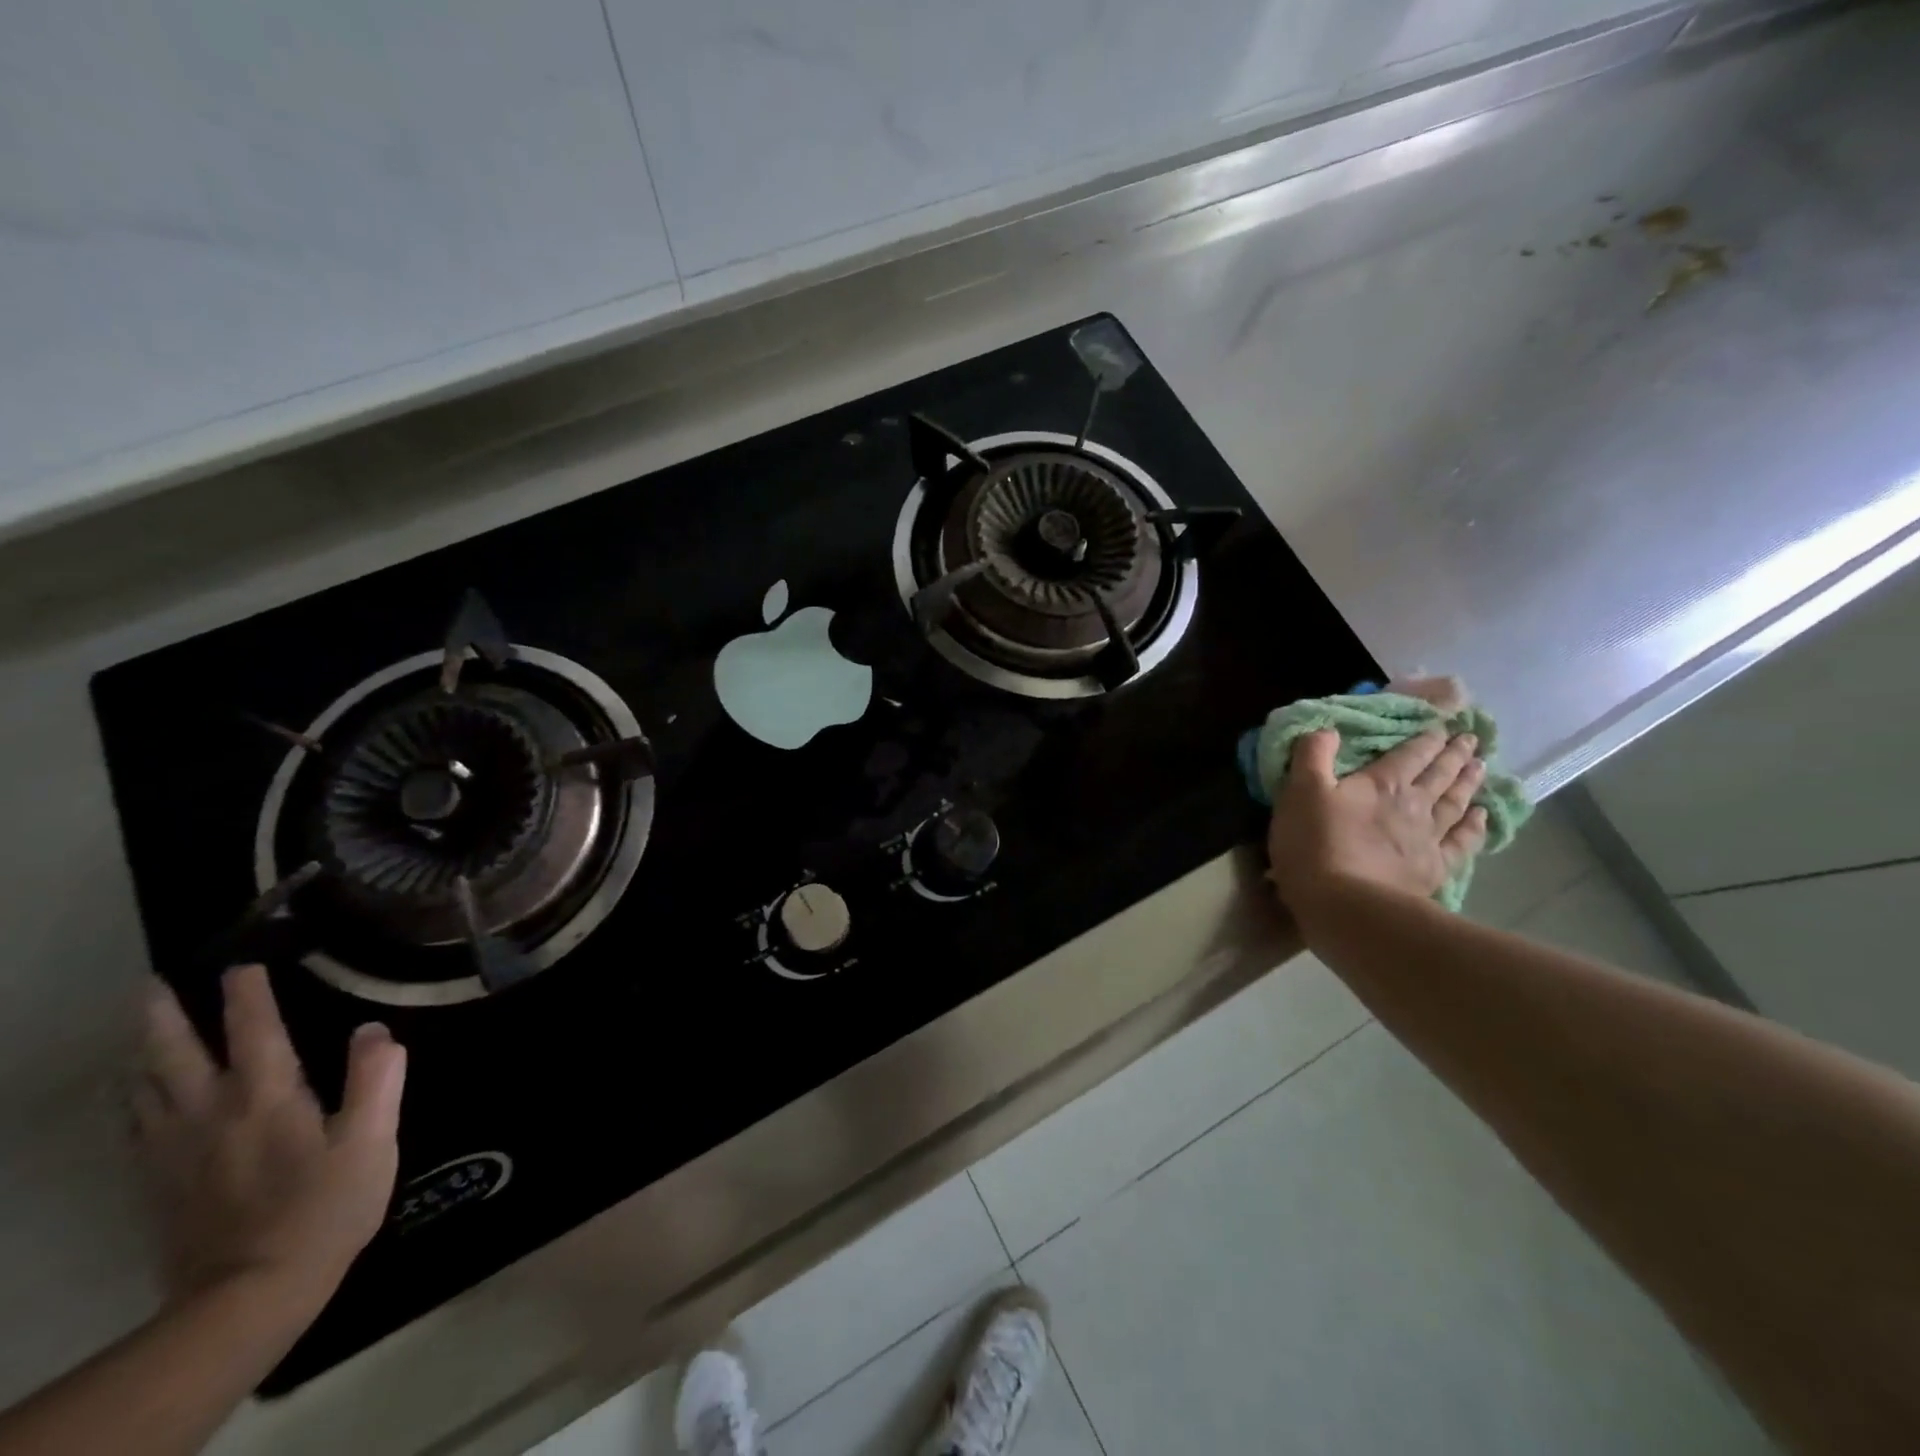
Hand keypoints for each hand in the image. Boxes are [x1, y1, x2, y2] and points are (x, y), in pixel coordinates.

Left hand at [130, 965, 406, 1316]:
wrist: (249, 1296)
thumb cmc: (325, 1209)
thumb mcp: (372, 1141)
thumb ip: (376, 1079)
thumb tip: (373, 1029)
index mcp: (266, 1098)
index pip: (255, 1031)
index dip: (248, 995)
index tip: (242, 964)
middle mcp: (209, 1115)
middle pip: (173, 1056)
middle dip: (163, 1017)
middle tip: (150, 985)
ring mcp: (173, 1153)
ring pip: (143, 1091)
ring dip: (141, 1056)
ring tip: (141, 1034)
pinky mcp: (157, 1187)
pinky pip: (135, 1131)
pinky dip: (132, 1103)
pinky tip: (137, 1101)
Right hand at [1267, 728, 1487, 914]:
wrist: (1346, 905)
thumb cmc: (1315, 844)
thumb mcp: (1300, 792)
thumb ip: (1312, 755)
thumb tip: (1327, 728)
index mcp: (1382, 783)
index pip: (1410, 753)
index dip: (1426, 737)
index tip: (1442, 725)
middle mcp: (1413, 805)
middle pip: (1439, 774)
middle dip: (1454, 754)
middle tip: (1470, 739)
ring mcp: (1428, 839)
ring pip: (1455, 803)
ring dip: (1468, 783)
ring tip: (1481, 767)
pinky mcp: (1433, 870)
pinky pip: (1461, 843)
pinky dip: (1474, 827)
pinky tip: (1481, 818)